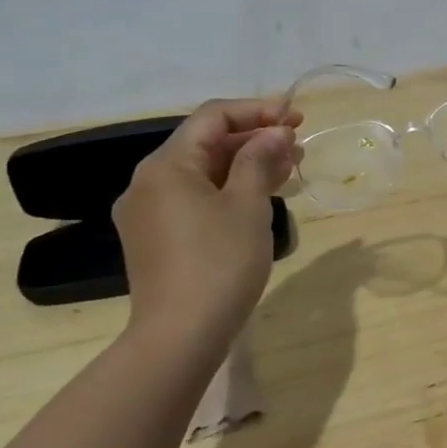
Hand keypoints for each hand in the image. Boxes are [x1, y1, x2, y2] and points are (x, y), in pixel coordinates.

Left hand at [112, 99, 300, 348]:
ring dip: (245, 164)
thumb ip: (260, 159)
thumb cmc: (220, 262)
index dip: (257, 110)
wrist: (181, 336)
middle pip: (205, 143)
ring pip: (203, 172)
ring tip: (289, 166)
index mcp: (167, 166)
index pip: (213, 118)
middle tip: (298, 143)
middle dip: (254, 138)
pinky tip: (261, 195)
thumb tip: (275, 131)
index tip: (296, 117)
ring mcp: (149, 212)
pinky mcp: (156, 238)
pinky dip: (228, 189)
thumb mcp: (248, 204)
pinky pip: (195, 198)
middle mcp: (148, 182)